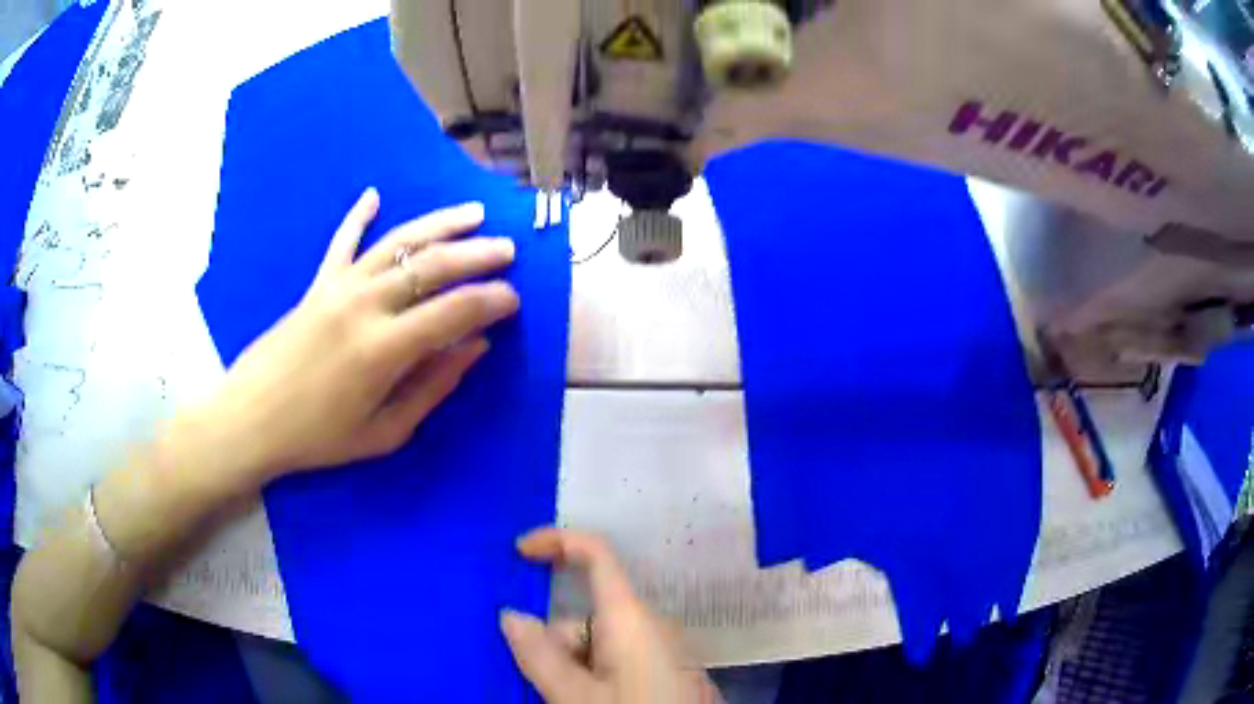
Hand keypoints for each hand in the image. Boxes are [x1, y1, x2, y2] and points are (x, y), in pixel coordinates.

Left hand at [194, 188, 518, 482]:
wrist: (251, 419)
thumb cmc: (317, 438)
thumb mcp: (383, 432)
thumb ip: (432, 387)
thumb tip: (476, 349)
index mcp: (384, 349)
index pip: (455, 311)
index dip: (492, 301)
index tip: (514, 300)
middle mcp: (365, 305)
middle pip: (433, 266)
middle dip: (478, 255)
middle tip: (509, 250)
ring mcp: (338, 287)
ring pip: (398, 242)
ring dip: (440, 224)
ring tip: (473, 213)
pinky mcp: (317, 283)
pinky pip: (342, 241)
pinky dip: (358, 215)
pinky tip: (374, 195)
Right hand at [501, 528, 721, 703]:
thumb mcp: (577, 696)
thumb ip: (540, 655)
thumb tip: (510, 615)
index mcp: (631, 617)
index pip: (596, 554)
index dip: (556, 541)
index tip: (517, 552)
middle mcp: (650, 626)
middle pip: (585, 615)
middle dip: (554, 643)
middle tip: (543, 688)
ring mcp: (660, 652)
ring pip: (598, 645)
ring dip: (571, 669)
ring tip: (566, 703)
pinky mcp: (665, 675)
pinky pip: (616, 663)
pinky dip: (592, 679)